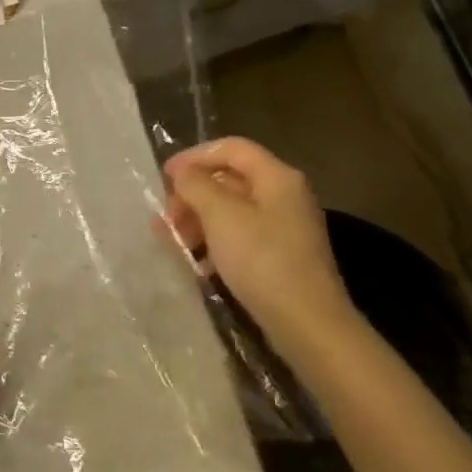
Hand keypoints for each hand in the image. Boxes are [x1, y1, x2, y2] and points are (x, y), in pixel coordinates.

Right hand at [162, 137, 356, 356]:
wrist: (307, 323)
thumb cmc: (262, 260)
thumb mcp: (221, 216)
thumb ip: (196, 186)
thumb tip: (184, 174)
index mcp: (277, 177)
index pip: (231, 148)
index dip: (195, 156)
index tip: (164, 176)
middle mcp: (284, 196)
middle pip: (230, 180)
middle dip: (193, 194)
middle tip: (166, 217)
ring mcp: (284, 228)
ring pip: (232, 211)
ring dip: (198, 221)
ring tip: (172, 241)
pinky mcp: (280, 257)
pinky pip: (240, 237)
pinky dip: (215, 243)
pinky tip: (196, 263)